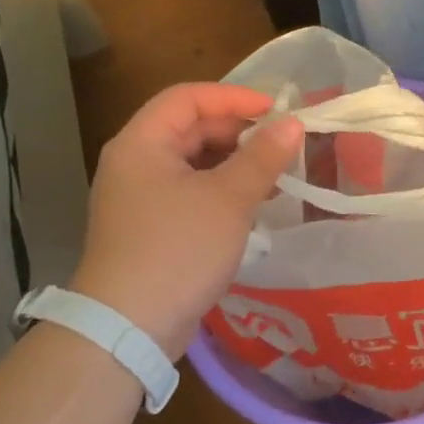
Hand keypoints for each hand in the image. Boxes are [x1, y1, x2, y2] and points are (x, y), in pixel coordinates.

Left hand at [71, 84, 302, 360]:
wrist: (130, 326)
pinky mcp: (149, 229)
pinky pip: (189, 194)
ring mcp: (139, 198)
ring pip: (192, 164)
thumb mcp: (229, 199)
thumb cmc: (179, 249)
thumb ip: (262, 158)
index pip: (188, 98)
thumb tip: (293, 124)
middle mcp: (134, 163)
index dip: (235, 97)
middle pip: (189, 130)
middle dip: (238, 133)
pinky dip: (221, 192)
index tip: (278, 111)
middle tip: (282, 146)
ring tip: (276, 177)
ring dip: (234, 165)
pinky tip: (252, 207)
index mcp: (142, 143)